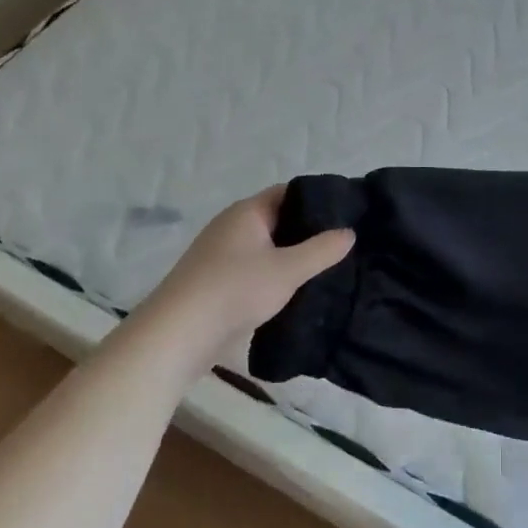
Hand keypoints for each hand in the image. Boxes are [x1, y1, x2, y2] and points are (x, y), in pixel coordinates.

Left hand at [142, 186, 353, 363]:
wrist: (178, 335)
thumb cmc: (235, 289)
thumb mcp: (288, 269)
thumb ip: (322, 250)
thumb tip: (349, 232)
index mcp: (247, 212)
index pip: (289, 193)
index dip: (318, 200)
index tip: (348, 214)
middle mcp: (232, 226)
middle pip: (278, 220)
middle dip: (309, 231)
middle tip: (343, 244)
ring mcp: (221, 255)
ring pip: (267, 247)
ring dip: (292, 256)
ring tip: (327, 268)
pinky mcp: (217, 282)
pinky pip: (255, 269)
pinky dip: (275, 275)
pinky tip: (295, 290)